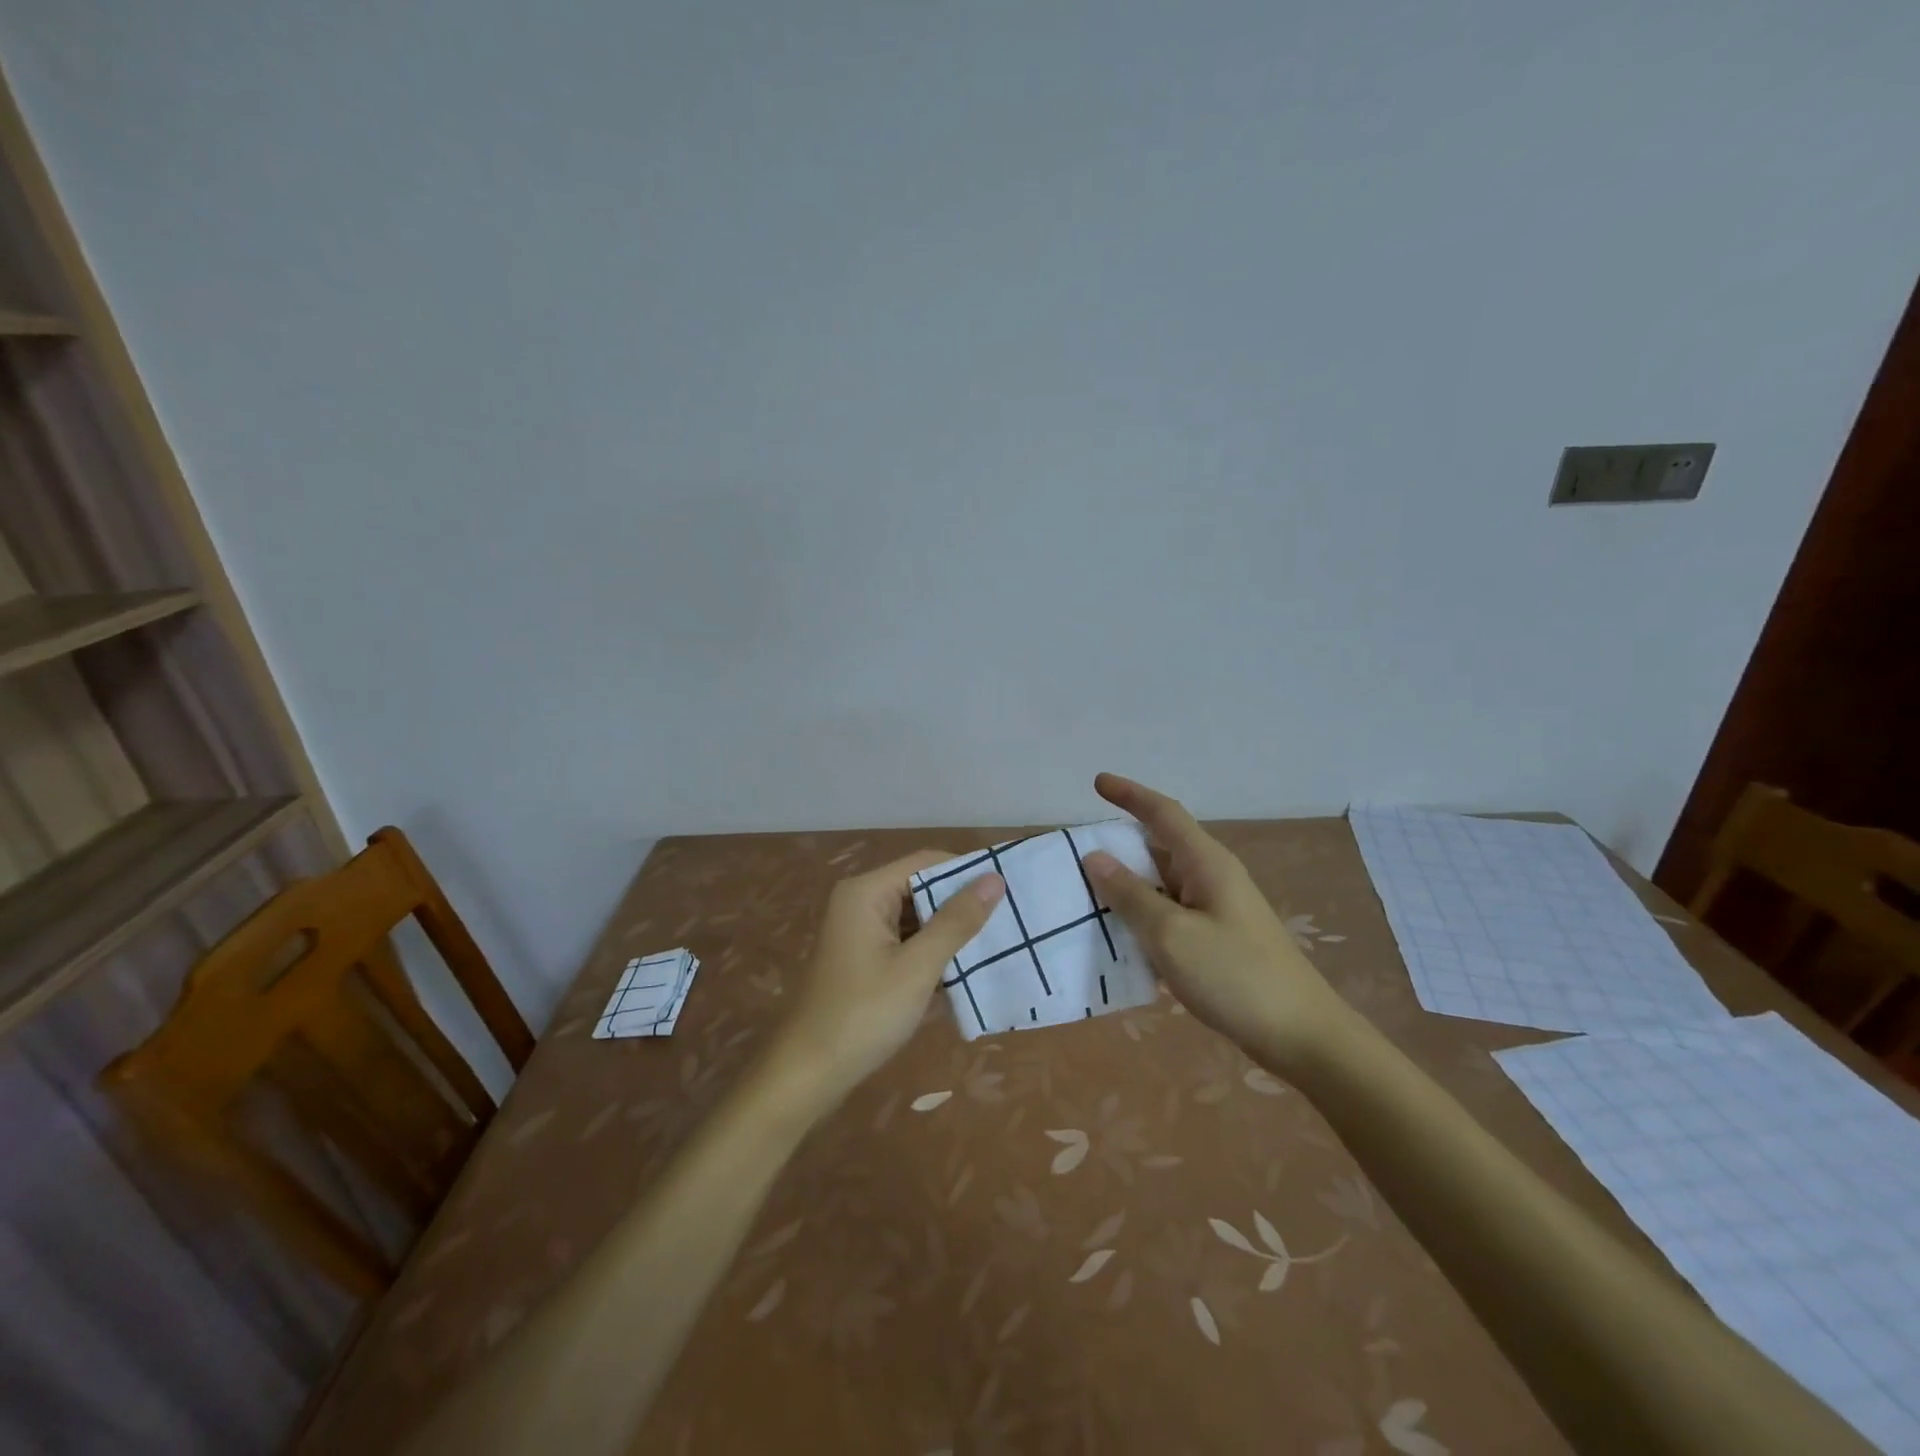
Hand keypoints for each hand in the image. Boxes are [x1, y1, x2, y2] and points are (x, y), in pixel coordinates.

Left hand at [768, 850, 1005, 1105]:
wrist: (808, 1074)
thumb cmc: (864, 1014)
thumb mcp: (917, 967)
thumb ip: (956, 921)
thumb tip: (994, 879)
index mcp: (867, 892)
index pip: (926, 862)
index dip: (966, 872)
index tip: (1008, 889)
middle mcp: (860, 902)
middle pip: (920, 888)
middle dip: (960, 904)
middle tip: (1008, 919)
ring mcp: (860, 932)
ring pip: (916, 918)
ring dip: (949, 932)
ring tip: (997, 942)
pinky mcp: (864, 959)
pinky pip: (906, 942)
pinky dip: (931, 953)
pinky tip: (964, 970)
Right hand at [1081, 773, 1353, 1071]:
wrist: (1301, 1036)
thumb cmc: (1235, 976)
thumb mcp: (1171, 934)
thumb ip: (1130, 895)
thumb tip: (1095, 857)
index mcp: (1206, 863)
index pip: (1163, 813)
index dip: (1130, 795)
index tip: (1097, 782)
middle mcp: (1212, 878)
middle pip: (1160, 846)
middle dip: (1120, 844)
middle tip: (1077, 852)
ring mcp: (1217, 910)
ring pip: (1162, 883)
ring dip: (1127, 884)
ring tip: (1085, 892)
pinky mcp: (1217, 940)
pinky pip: (1170, 913)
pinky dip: (1142, 915)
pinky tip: (1118, 934)